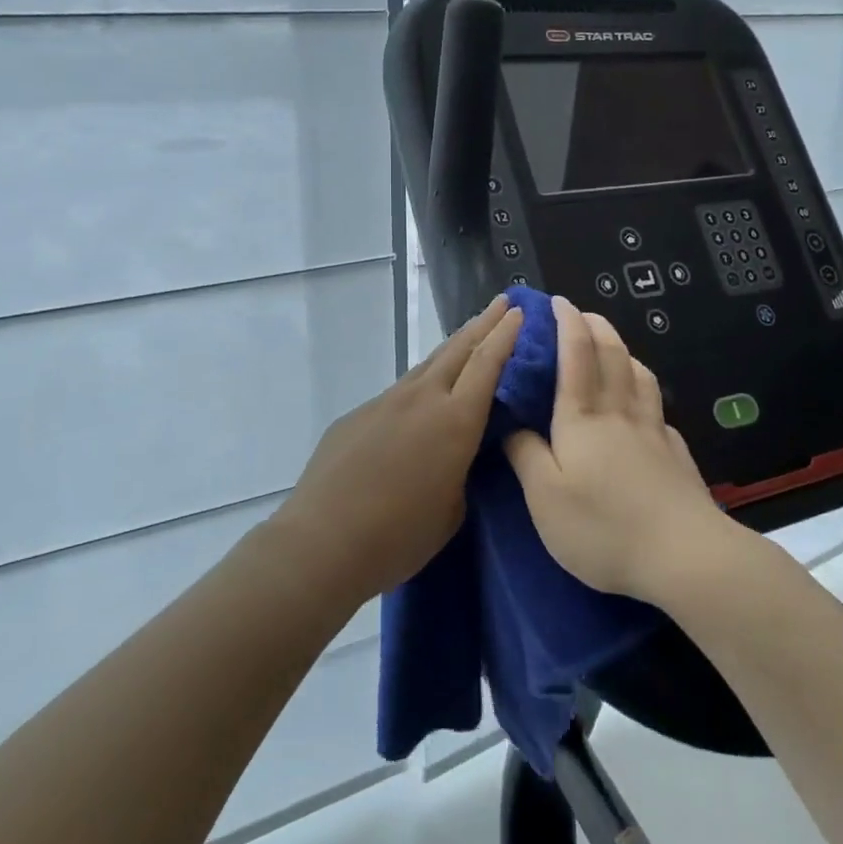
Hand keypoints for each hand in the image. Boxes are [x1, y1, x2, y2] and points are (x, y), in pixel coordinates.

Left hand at [271, 296, 523, 601]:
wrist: (322, 541)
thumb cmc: (398, 536)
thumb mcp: (452, 511)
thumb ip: (461, 471)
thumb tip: (456, 454)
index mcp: (454, 421)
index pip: (487, 364)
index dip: (506, 335)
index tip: (520, 311)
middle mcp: (421, 399)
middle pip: (458, 349)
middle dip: (484, 323)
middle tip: (503, 302)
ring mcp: (385, 402)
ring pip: (427, 365)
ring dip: (453, 347)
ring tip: (470, 336)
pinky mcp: (358, 414)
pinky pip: (399, 392)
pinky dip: (421, 384)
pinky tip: (421, 399)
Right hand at [505, 295, 732, 602]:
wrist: (685, 556)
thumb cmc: (603, 527)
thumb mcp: (544, 498)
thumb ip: (525, 456)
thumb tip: (514, 427)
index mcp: (583, 418)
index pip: (576, 355)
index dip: (567, 323)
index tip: (558, 301)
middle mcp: (620, 414)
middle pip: (613, 355)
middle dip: (597, 326)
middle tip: (584, 313)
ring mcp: (655, 432)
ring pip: (640, 377)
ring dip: (625, 352)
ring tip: (615, 350)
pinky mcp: (677, 456)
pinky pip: (659, 410)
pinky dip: (647, 394)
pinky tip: (645, 409)